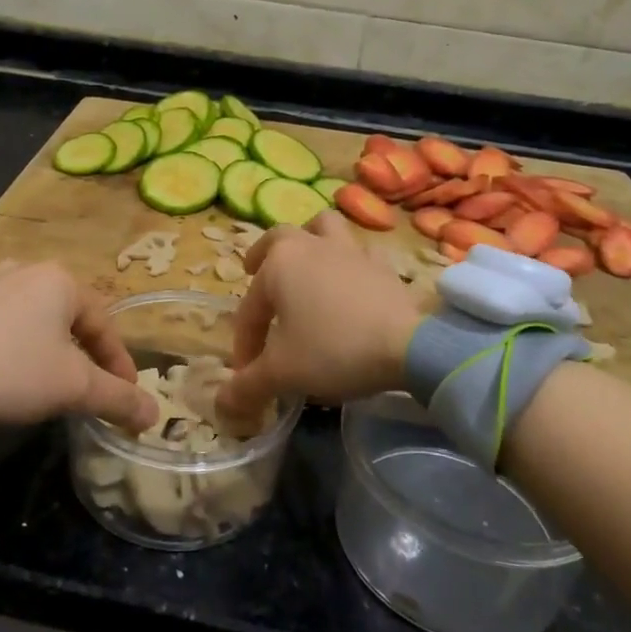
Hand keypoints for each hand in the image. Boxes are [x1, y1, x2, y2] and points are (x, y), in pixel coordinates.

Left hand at [0, 263, 156, 432]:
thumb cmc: (11, 369)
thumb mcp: (73, 387)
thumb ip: (118, 398)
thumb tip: (154, 415)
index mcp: (62, 280)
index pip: (105, 326)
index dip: (120, 365)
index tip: (127, 397)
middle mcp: (30, 271)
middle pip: (74, 320)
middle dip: (88, 357)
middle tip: (95, 391)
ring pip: (42, 321)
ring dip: (56, 352)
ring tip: (58, 383)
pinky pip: (11, 324)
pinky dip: (24, 347)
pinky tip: (16, 372)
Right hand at [216, 212, 421, 431]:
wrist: (408, 345)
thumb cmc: (334, 349)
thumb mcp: (284, 373)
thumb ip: (249, 385)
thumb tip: (222, 403)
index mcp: (279, 264)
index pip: (250, 307)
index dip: (245, 342)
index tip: (248, 375)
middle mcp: (311, 245)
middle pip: (280, 238)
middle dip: (262, 255)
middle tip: (254, 270)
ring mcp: (350, 250)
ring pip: (323, 228)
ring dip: (310, 239)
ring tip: (305, 261)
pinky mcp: (382, 264)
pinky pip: (360, 252)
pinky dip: (351, 261)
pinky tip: (351, 281)